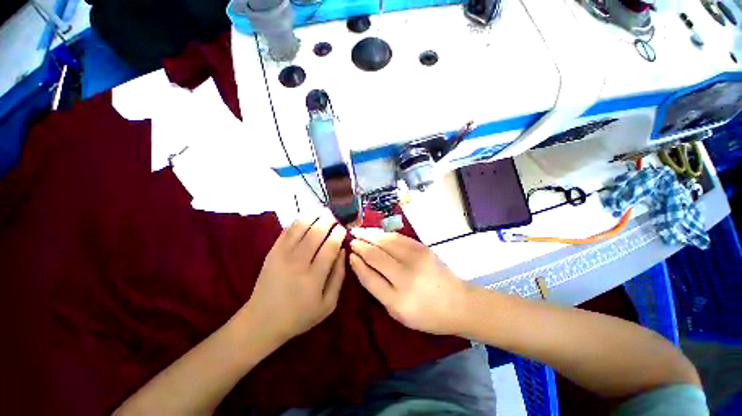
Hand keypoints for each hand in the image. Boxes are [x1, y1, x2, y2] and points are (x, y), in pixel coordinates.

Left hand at [244, 216, 346, 342]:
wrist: (262, 321)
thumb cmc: (300, 315)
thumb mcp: (328, 304)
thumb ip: (338, 276)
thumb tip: (343, 251)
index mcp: (314, 277)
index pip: (330, 246)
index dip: (338, 233)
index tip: (343, 228)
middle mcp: (297, 263)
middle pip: (316, 233)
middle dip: (328, 221)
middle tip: (335, 217)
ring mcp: (282, 256)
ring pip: (300, 228)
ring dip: (314, 217)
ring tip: (323, 213)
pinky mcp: (271, 252)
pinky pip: (286, 231)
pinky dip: (298, 222)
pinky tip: (306, 218)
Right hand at [349, 228, 469, 335]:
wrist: (458, 303)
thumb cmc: (426, 313)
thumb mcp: (397, 312)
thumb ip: (378, 289)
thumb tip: (361, 265)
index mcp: (397, 300)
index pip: (369, 277)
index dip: (357, 263)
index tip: (349, 254)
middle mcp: (406, 277)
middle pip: (376, 255)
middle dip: (360, 245)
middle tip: (350, 239)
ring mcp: (416, 259)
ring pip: (386, 241)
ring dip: (369, 234)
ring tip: (359, 232)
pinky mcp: (423, 248)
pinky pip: (398, 237)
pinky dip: (384, 234)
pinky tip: (376, 232)